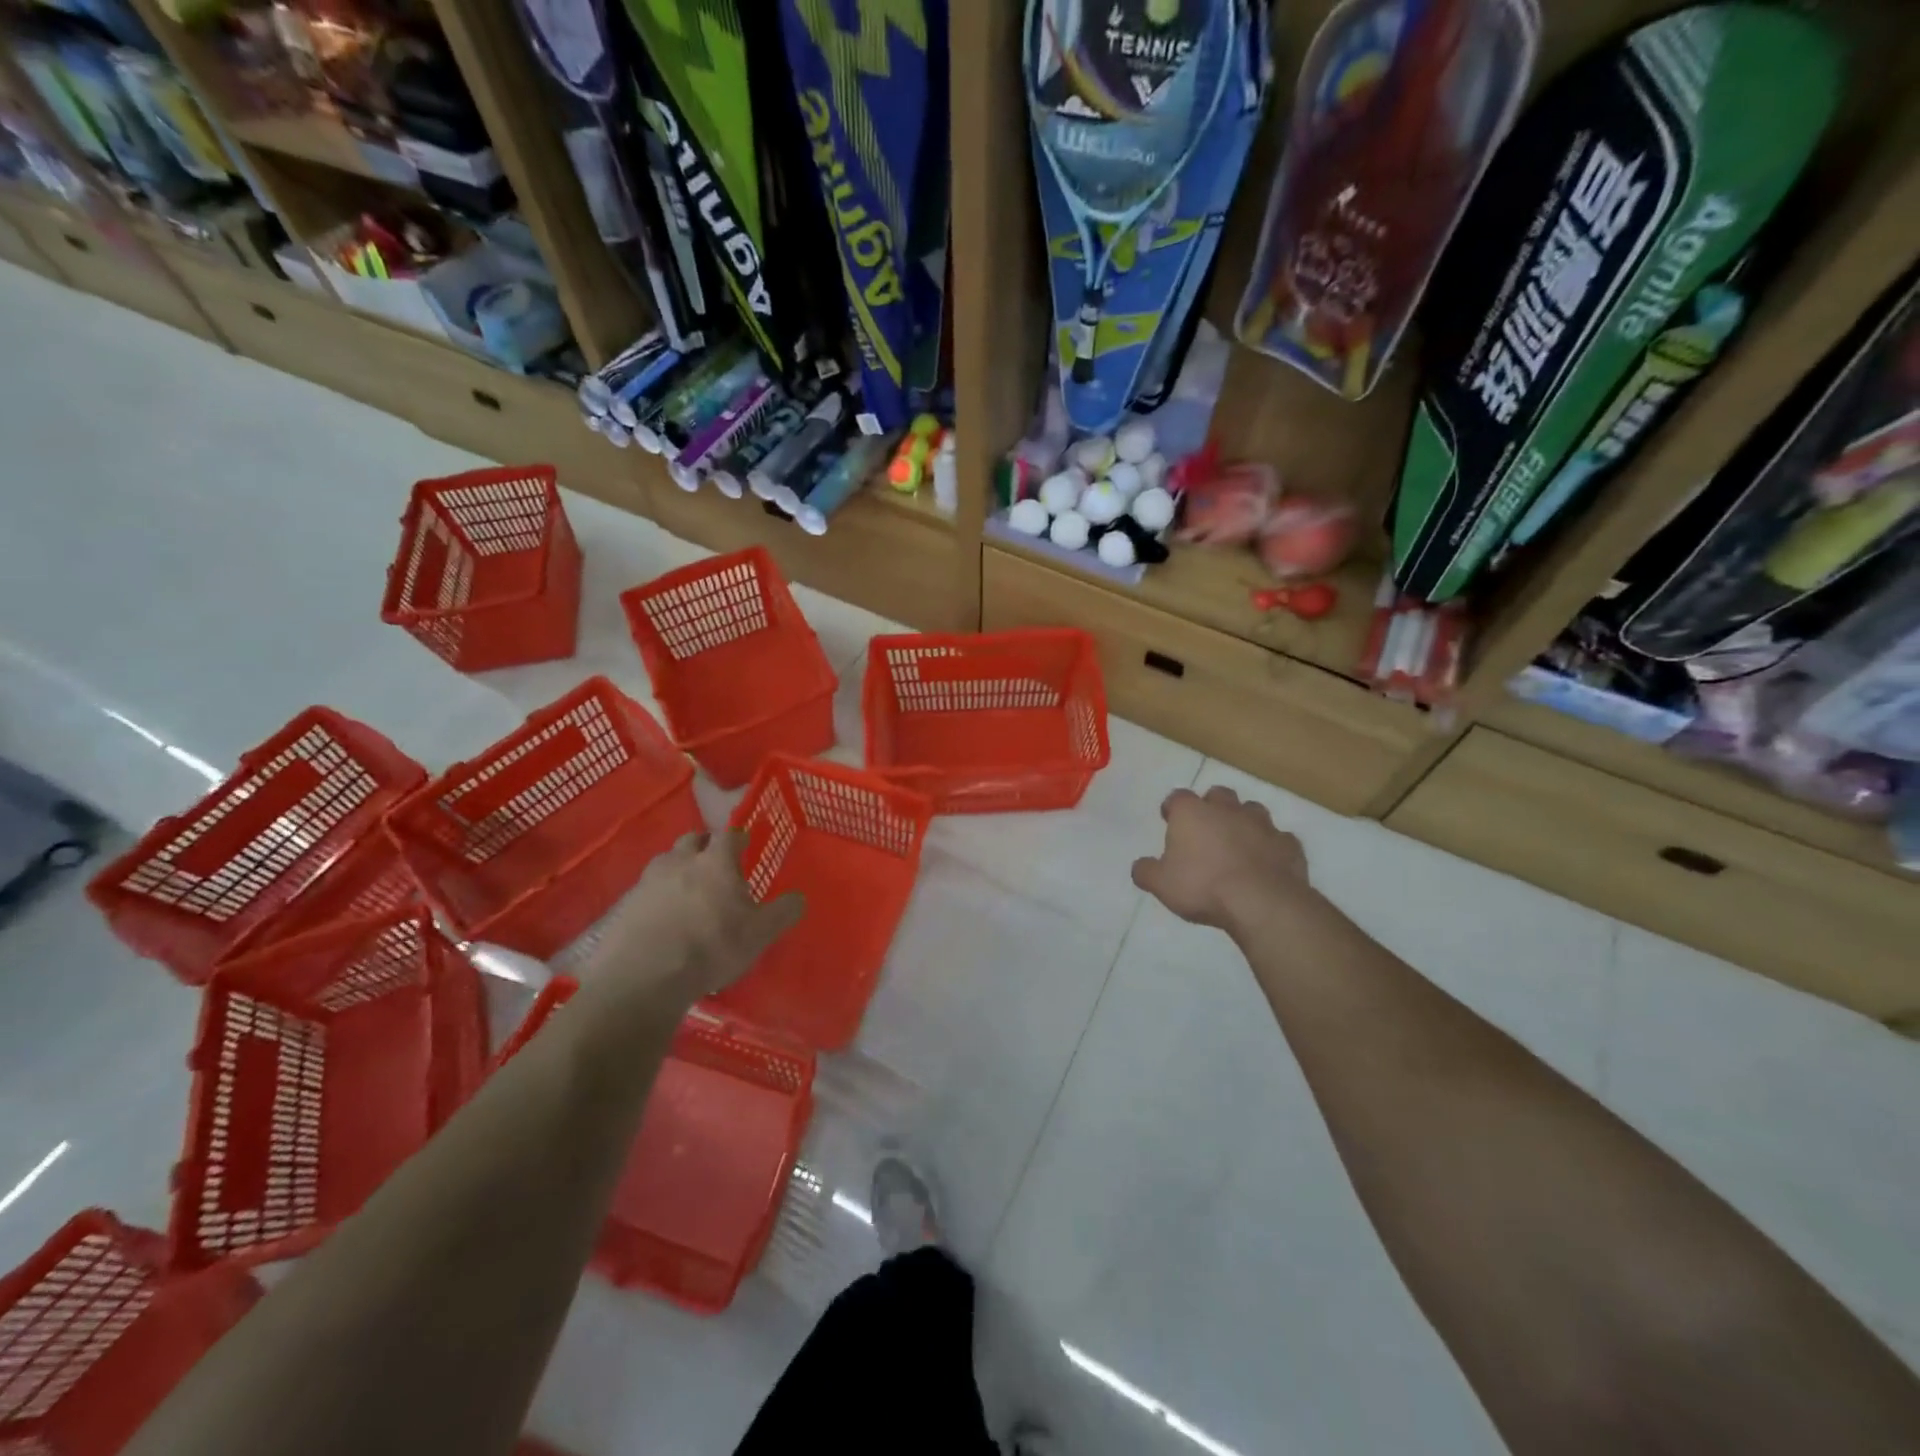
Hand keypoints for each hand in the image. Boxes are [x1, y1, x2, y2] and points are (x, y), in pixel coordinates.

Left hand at [592, 830, 804, 1005]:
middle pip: (692, 839)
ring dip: (678, 866)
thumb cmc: (712, 947)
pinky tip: (662, 915)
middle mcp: (680, 862)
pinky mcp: (624, 905)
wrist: (645, 977)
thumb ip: (783, 912)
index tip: (745, 844)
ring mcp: (648, 881)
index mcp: (716, 862)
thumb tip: (799, 897)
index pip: (729, 835)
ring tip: (687, 887)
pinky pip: (645, 889)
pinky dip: (656, 894)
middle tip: (715, 862)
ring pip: (665, 860)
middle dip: (704, 845)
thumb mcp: (760, 934)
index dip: (738, 838)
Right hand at [1132, 786, 1312, 932]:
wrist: (1261, 902)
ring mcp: (1262, 824)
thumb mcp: (1161, 885)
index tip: (1169, 820)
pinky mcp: (1289, 844)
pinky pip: (1278, 839)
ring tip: (1238, 843)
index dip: (1172, 808)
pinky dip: (1271, 847)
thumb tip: (1141, 866)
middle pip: (1218, 795)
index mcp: (1192, 813)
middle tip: (1206, 829)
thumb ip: (1146, 871)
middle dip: (1212, 807)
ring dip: (1244, 822)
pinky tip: (1267, 863)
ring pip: (1252, 811)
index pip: (1177, 798)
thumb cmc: (1202, 887)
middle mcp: (1227, 809)